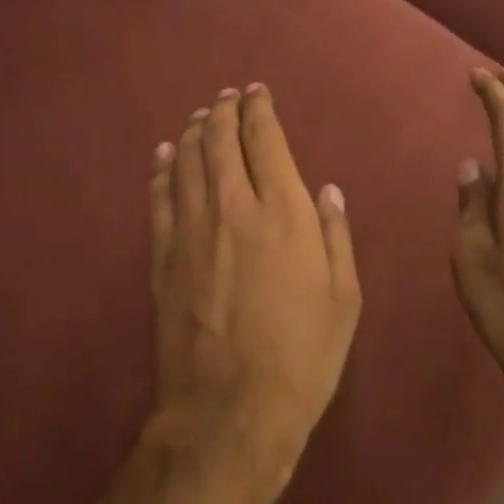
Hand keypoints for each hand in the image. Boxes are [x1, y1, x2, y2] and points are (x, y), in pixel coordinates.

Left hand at [147, 84, 361, 503]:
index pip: (265, 140)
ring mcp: (191, 230)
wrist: (230, 410)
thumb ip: (335, 236)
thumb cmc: (302, 356)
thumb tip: (326, 191)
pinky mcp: (162, 256)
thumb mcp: (343, 298)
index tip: (257, 93)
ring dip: (195, 131)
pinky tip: (165, 153)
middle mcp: (234, 207)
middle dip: (225, 111)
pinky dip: (163, 168)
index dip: (259, 110)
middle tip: (228, 97)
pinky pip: (160, 197)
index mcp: (283, 213)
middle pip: (221, 140)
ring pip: (188, 161)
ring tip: (201, 115)